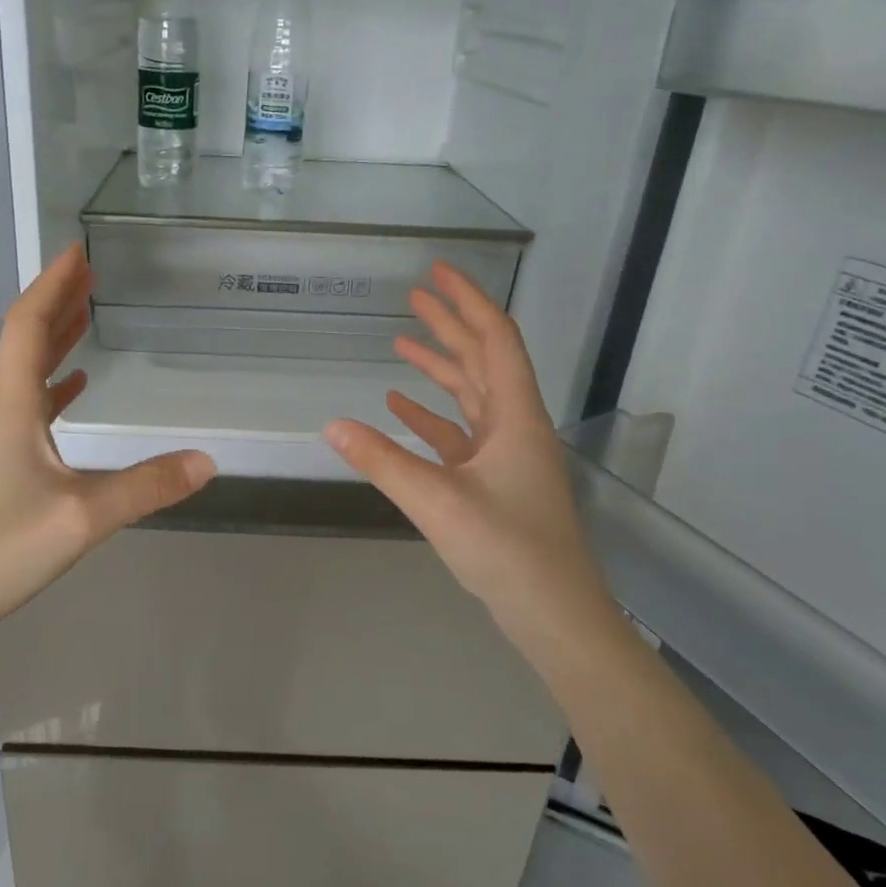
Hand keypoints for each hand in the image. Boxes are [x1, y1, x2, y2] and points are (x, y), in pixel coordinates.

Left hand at [0, 243, 215, 635]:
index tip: (78, 249)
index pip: (28, 326)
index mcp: (12, 407)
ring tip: (86, 314)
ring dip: (55, 338)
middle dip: (57, 301)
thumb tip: (208, 461)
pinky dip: (53, 385)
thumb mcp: (82, 518)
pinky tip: (72, 388)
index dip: (53, 284)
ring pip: (25, 372)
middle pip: (25, 340)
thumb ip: (146, 488)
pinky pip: (29, 407)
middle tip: (90, 271)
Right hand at [324, 262, 605, 621]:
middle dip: (450, 325)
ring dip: (439, 368)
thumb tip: (331, 425)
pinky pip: (458, 434)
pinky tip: (399, 407)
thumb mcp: (438, 502)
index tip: (438, 272)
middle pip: (482, 360)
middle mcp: (514, 426)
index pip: (494, 340)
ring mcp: (505, 455)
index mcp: (515, 418)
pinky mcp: (493, 481)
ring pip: (470, 396)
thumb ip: (383, 461)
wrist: (554, 614)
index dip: (467, 301)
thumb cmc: (507, 551)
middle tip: (415, 295)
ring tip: (401, 343)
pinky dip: (430, 416)